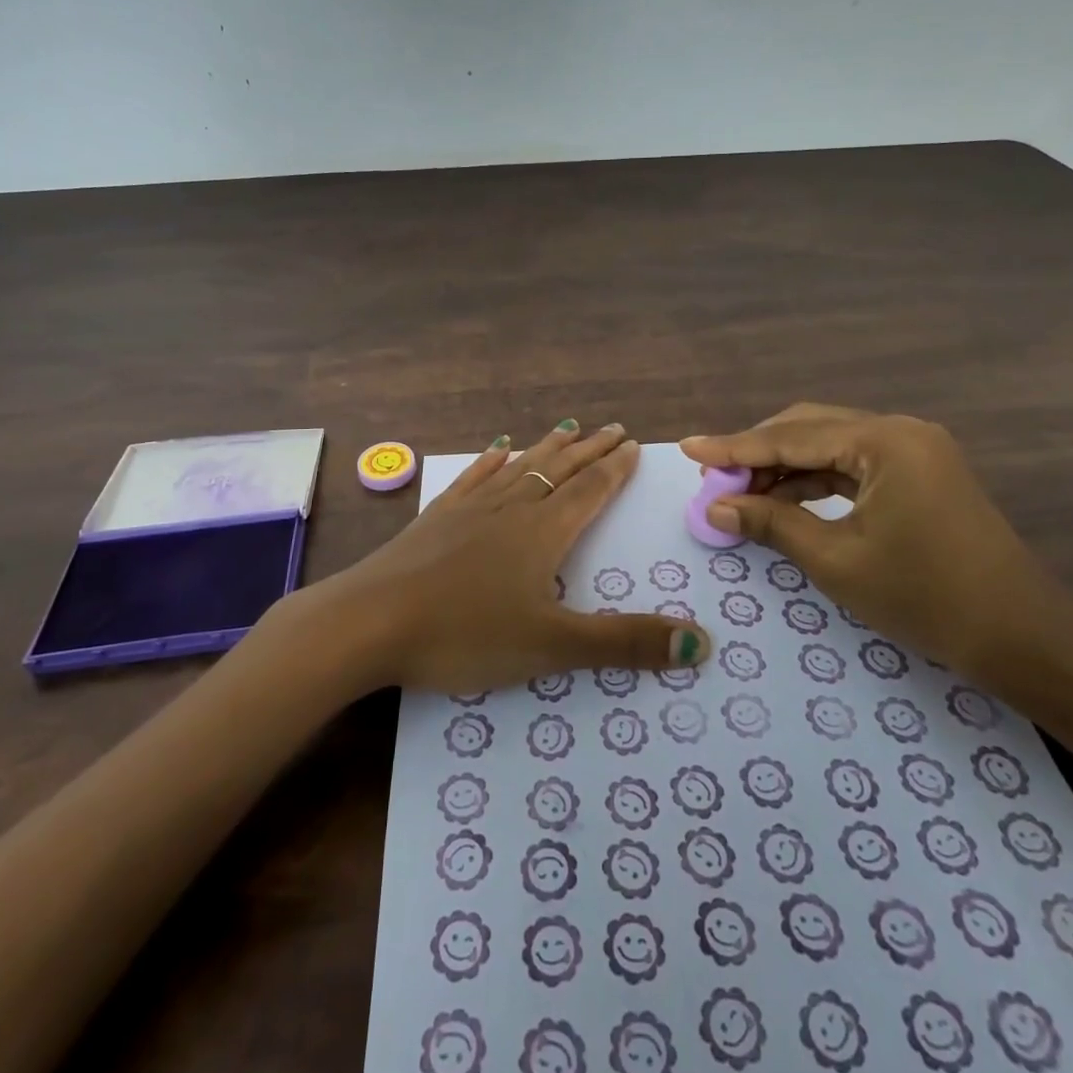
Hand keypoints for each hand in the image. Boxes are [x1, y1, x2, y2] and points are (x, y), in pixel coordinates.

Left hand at [332, 421, 711, 694]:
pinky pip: (473, 479)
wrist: (369, 621)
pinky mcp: (435, 518)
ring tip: (566, 427)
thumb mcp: (552, 646)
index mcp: (543, 533)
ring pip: (520, 468)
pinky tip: (497, 450)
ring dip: (547, 448)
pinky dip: (491, 461)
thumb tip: (702, 642)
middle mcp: (511, 508)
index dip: (615, 469)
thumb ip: (624, 643)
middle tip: (613, 428)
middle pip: (559, 470)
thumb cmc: (465, 634)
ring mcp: (469, 509)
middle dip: (590, 450)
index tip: (634, 444)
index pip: (590, 491)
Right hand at [681, 403, 1072, 680]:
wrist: (1023, 640)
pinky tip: (784, 498)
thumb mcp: (836, 560)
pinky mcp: (919, 473)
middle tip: (714, 480)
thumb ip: (770, 523)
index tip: (687, 448)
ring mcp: (914, 450)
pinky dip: (813, 479)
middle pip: (808, 428)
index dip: (734, 447)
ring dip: (783, 466)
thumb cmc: (926, 598)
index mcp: (884, 441)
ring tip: (740, 493)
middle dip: (758, 452)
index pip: (790, 437)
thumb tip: (715, 507)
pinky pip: (851, 464)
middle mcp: (899, 431)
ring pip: (829, 444)